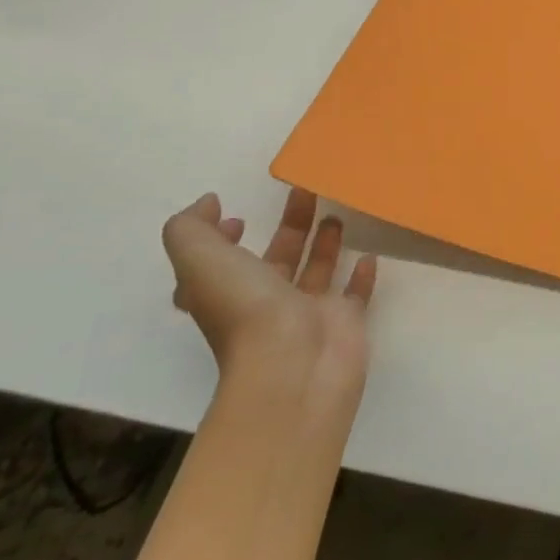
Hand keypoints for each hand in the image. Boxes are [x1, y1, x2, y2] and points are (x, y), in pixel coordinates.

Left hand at [162, 188, 376, 403]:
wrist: (295, 368)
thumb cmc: (247, 311)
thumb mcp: (201, 261)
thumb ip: (191, 228)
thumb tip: (208, 204)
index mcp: (227, 293)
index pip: (218, 266)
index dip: (221, 241)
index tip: (239, 218)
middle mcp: (265, 304)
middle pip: (277, 259)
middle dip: (289, 226)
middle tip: (307, 190)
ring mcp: (308, 314)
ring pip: (316, 271)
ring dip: (325, 243)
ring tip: (338, 212)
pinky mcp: (344, 321)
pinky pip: (354, 294)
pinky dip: (360, 275)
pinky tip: (368, 255)